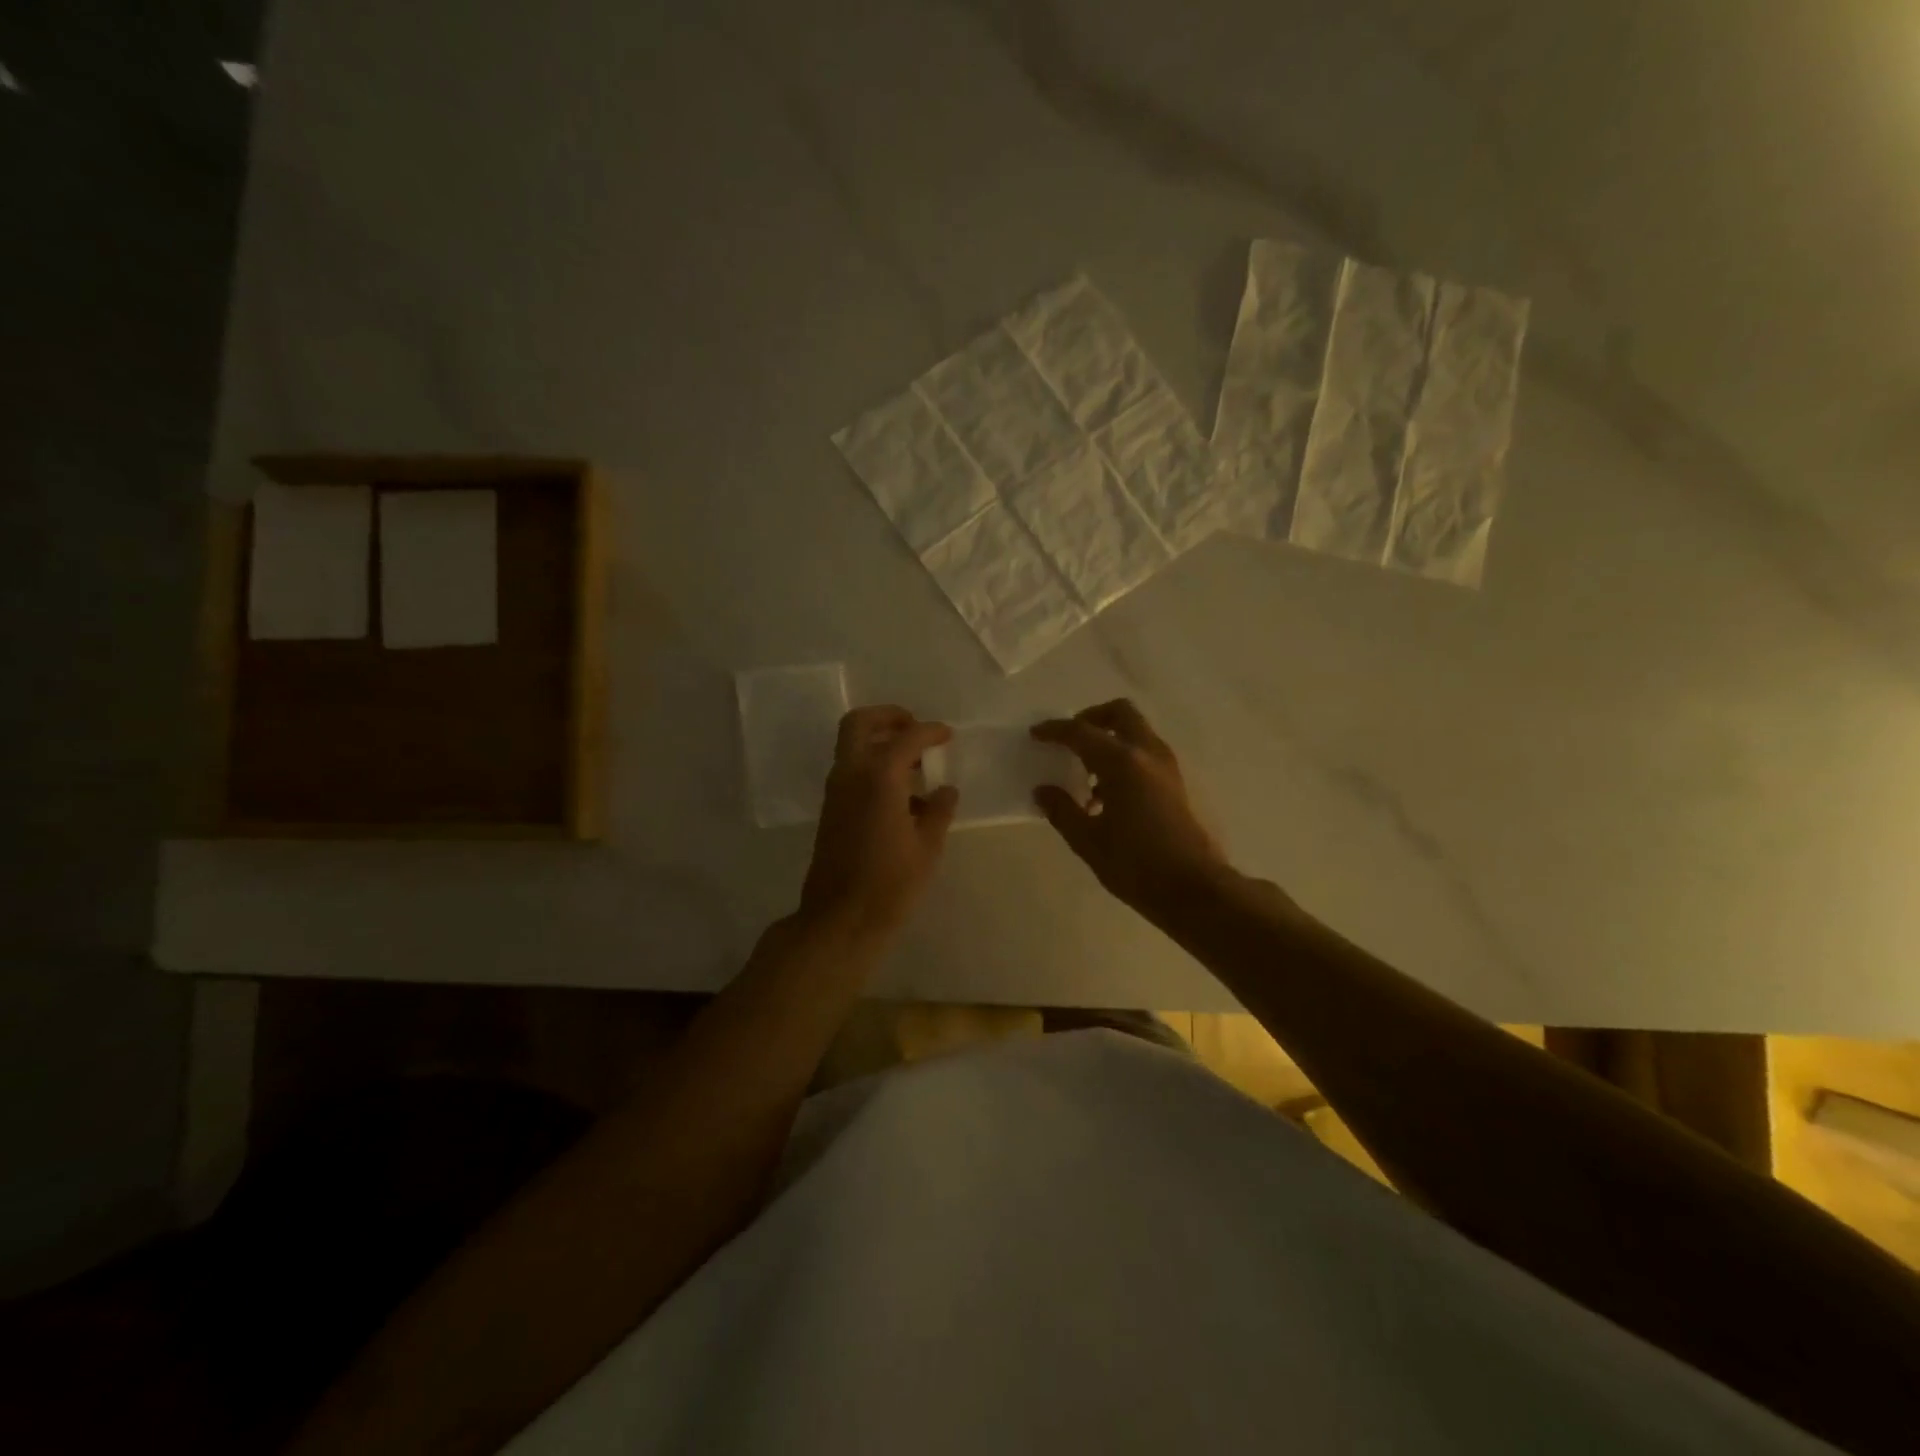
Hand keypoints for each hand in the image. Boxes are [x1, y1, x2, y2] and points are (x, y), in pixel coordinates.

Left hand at [800, 706, 958, 942]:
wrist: (841, 919)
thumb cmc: (891, 884)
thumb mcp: (927, 847)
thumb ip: (939, 811)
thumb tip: (945, 790)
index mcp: (880, 777)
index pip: (906, 737)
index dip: (930, 732)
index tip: (946, 735)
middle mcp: (851, 774)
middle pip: (860, 723)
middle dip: (888, 717)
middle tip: (915, 727)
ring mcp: (836, 791)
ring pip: (851, 746)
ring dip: (879, 741)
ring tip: (914, 763)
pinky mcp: (831, 809)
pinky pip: (851, 770)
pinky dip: (872, 765)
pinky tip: (901, 794)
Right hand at [1031, 700, 1226, 912]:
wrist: (1194, 890)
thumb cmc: (1136, 866)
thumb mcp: (1089, 842)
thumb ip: (1063, 810)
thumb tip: (1042, 791)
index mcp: (1122, 763)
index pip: (1081, 732)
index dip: (1055, 730)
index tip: (1035, 734)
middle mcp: (1147, 754)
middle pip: (1119, 713)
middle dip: (1091, 718)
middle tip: (1069, 740)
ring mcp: (1167, 766)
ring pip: (1136, 731)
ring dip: (1109, 739)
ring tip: (1085, 775)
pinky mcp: (1176, 782)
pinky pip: (1145, 752)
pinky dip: (1124, 757)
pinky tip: (1107, 795)